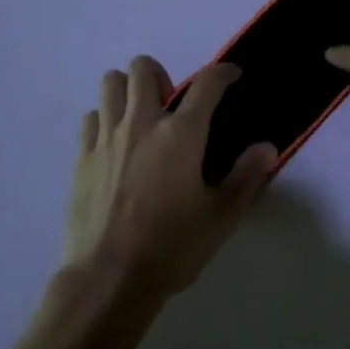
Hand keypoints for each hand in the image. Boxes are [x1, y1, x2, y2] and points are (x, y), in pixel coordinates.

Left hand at [62, 55, 276, 303]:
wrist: (108, 279)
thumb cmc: (171, 247)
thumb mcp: (221, 217)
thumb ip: (246, 178)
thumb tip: (266, 148)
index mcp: (181, 133)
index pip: (207, 83)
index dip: (223, 72)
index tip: (231, 76)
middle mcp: (142, 123)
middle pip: (143, 68)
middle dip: (160, 74)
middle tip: (171, 103)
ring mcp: (107, 137)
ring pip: (111, 83)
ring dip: (127, 90)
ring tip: (140, 116)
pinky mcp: (83, 156)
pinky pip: (91, 117)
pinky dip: (104, 119)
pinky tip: (114, 143)